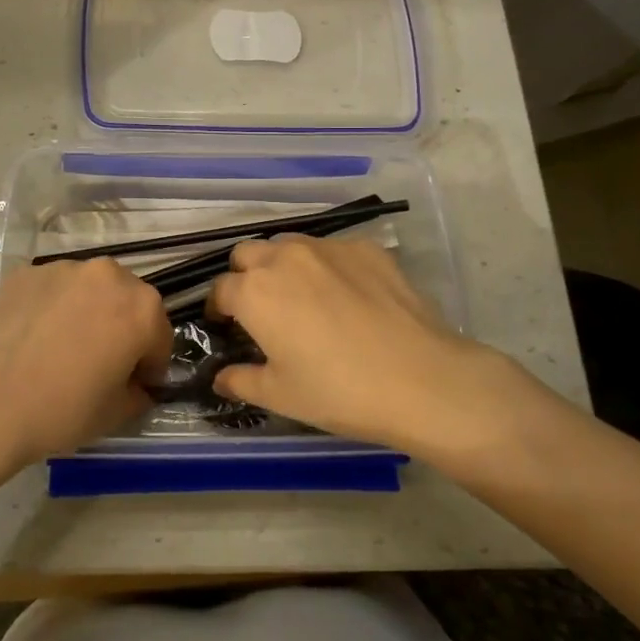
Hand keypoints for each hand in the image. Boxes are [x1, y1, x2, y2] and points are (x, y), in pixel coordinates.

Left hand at [0, 258, 170, 475]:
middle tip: (100, 365)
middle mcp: (107, 275)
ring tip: (63, 349)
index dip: (149, 366)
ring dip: (89, 313)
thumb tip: (137, 385)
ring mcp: (62, 268)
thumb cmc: (58, 412)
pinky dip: (53, 308)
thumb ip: (139, 393)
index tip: (133, 386)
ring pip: (90, 291)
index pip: (160, 336)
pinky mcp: (25, 273)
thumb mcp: (115, 414)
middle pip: (128, 302)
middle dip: (122, 329)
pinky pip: (54, 290)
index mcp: (141, 307)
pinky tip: (33, 339)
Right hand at [208, 236, 539, 457]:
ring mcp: (328, 248)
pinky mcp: (366, 248)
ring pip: (289, 245)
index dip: (218, 309)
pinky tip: (347, 297)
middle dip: (245, 276)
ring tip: (302, 298)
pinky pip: (332, 250)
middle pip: (247, 254)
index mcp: (254, 292)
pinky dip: (327, 267)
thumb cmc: (338, 392)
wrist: (420, 380)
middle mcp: (284, 257)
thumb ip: (240, 381)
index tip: (227, 327)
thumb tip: (220, 378)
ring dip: (283, 265)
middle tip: (261, 309)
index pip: (220, 290)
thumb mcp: (280, 395)